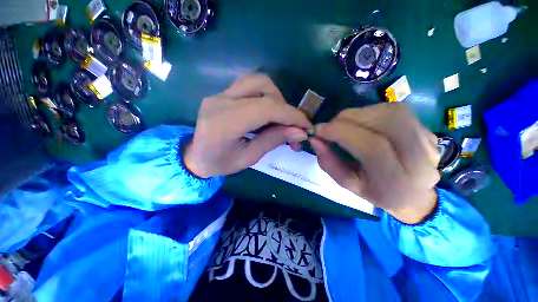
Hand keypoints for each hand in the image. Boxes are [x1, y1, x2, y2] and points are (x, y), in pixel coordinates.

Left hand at [184, 74, 311, 177]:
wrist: (194, 157)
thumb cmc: (220, 164)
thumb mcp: (249, 158)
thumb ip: (273, 141)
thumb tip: (300, 132)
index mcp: (226, 122)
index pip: (266, 108)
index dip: (291, 115)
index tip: (306, 126)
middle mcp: (222, 101)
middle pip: (264, 87)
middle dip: (284, 107)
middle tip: (289, 126)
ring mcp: (220, 94)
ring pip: (258, 81)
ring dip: (275, 98)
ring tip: (278, 119)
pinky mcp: (222, 93)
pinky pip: (249, 86)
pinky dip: (265, 96)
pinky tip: (265, 113)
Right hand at [310, 103, 440, 223]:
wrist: (413, 194)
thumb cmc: (376, 192)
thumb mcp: (347, 184)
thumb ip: (328, 162)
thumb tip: (315, 139)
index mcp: (397, 182)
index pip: (372, 147)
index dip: (342, 132)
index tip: (319, 130)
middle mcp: (420, 160)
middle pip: (385, 123)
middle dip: (349, 119)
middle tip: (330, 125)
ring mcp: (428, 141)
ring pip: (391, 112)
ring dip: (359, 113)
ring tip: (345, 124)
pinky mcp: (427, 129)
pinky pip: (396, 110)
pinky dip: (371, 111)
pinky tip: (362, 122)